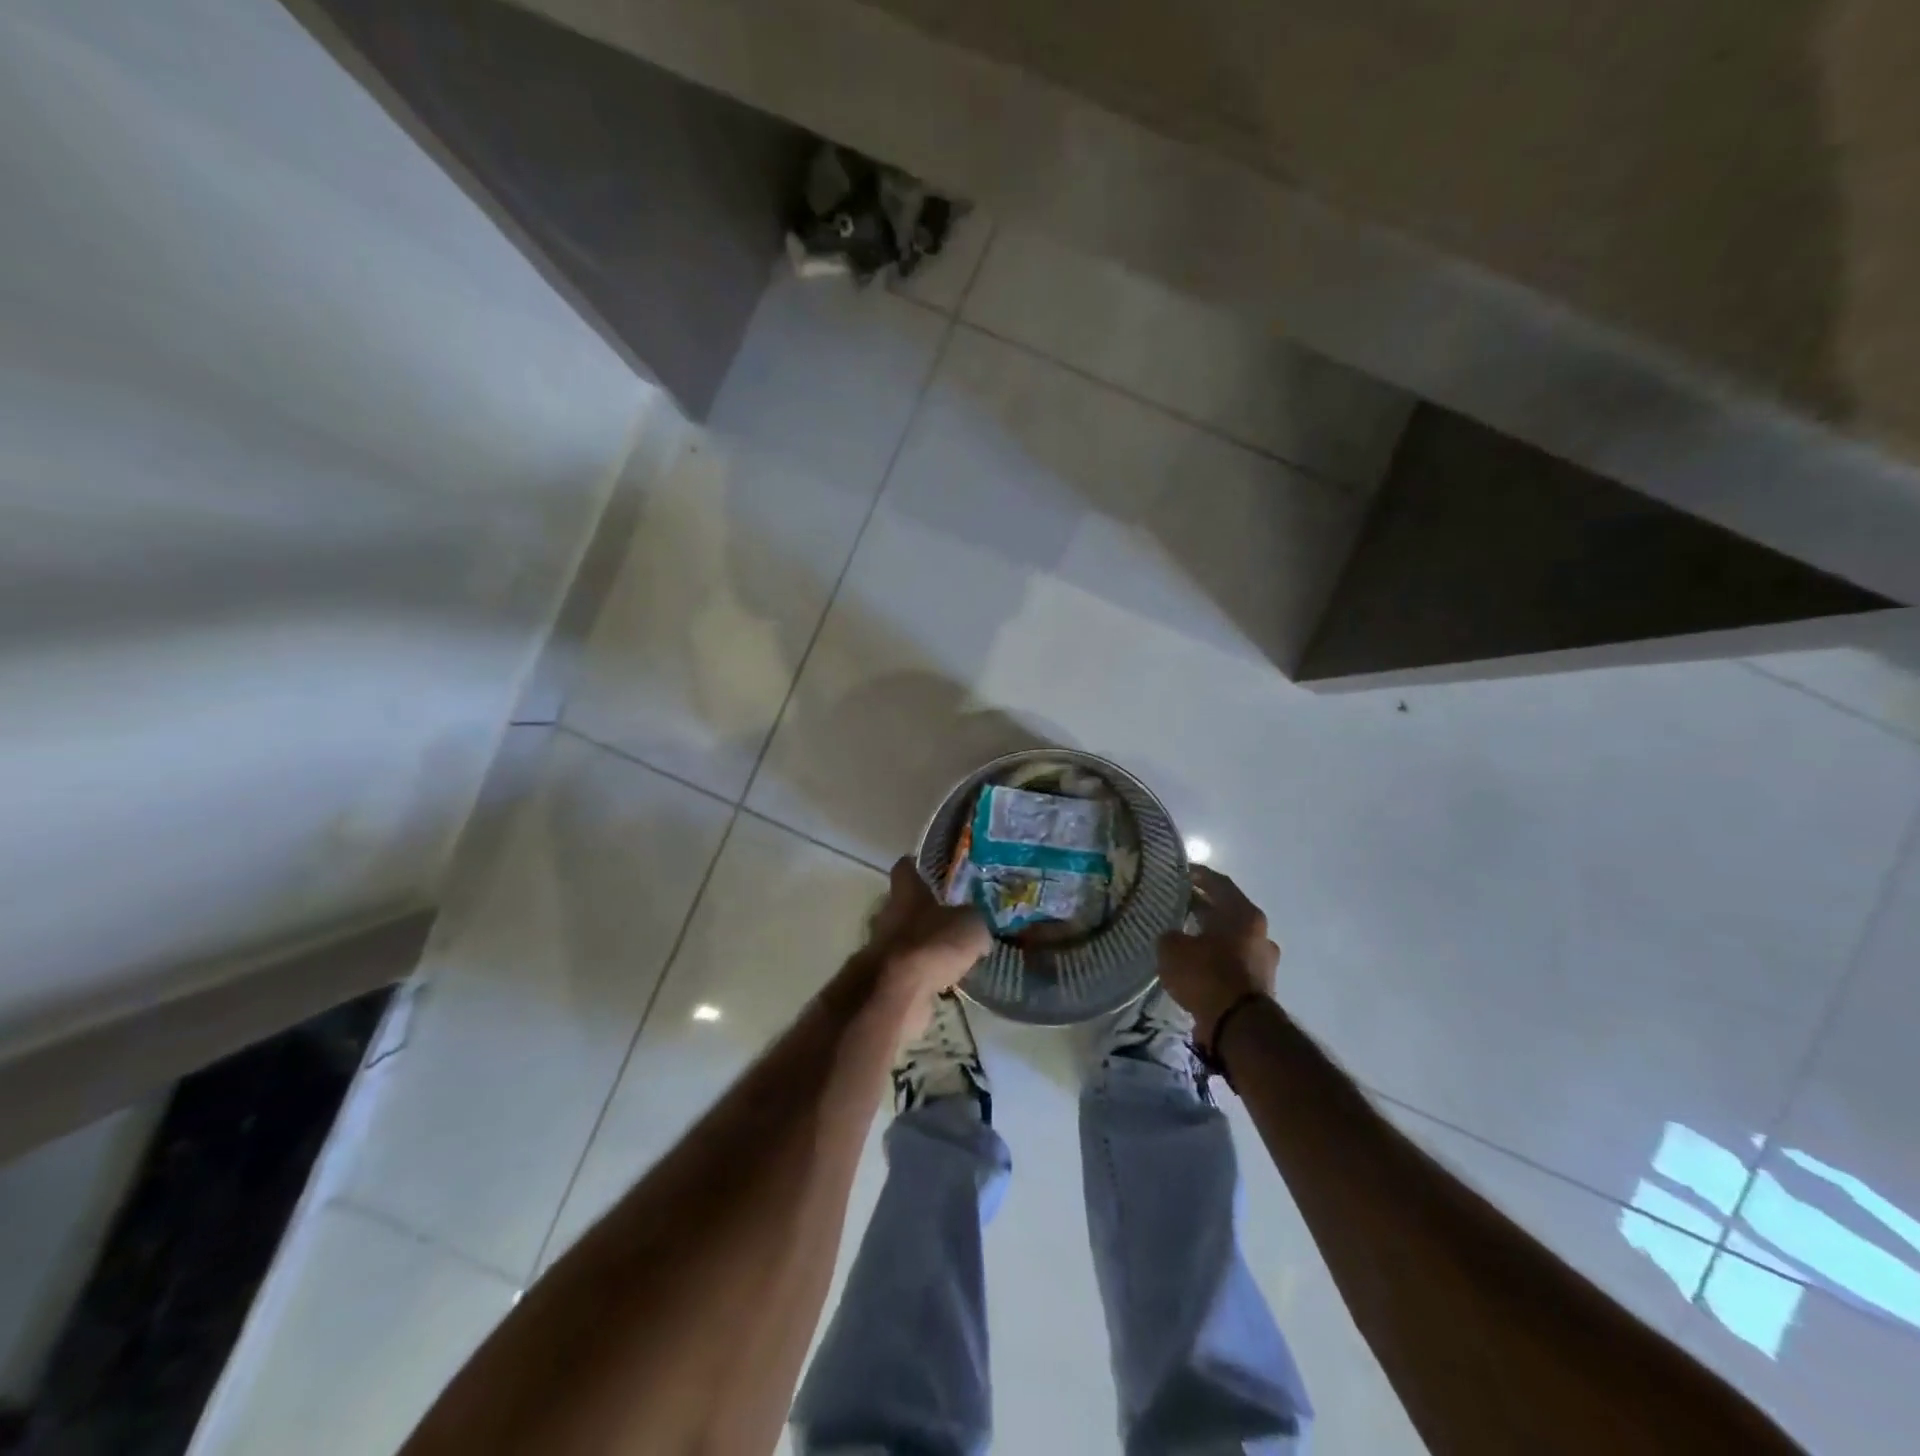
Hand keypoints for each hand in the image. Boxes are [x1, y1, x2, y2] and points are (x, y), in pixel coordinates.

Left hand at [866, 857, 990, 996]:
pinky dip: (921, 974)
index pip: (905, 868)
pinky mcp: (884, 979)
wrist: (897, 991)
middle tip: (951, 917)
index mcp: (907, 893)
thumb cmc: (932, 944)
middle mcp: (889, 915)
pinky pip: (906, 970)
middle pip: (903, 905)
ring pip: (904, 939)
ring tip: (951, 954)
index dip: (916, 865)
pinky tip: (943, 982)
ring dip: (922, 945)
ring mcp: (882, 948)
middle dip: (923, 911)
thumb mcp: (970, 925)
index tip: (930, 867)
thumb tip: (976, 925)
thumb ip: (974, 920)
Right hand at [1156, 865, 1279, 1048]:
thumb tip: (1173, 936)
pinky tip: (1194, 965)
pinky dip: (1215, 959)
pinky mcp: (1259, 985)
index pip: (1218, 883)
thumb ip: (1170, 935)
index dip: (1197, 874)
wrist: (1239, 1027)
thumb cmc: (1207, 975)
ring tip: (1183, 936)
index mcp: (1244, 914)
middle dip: (1202, 906)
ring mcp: (1263, 960)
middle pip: (1227, 911)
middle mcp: (1259, 932)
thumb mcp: (1172, 949)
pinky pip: (1232, 962)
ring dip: (1209, 935)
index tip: (1179, 871)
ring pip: (1230, 938)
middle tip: (1176, 903)